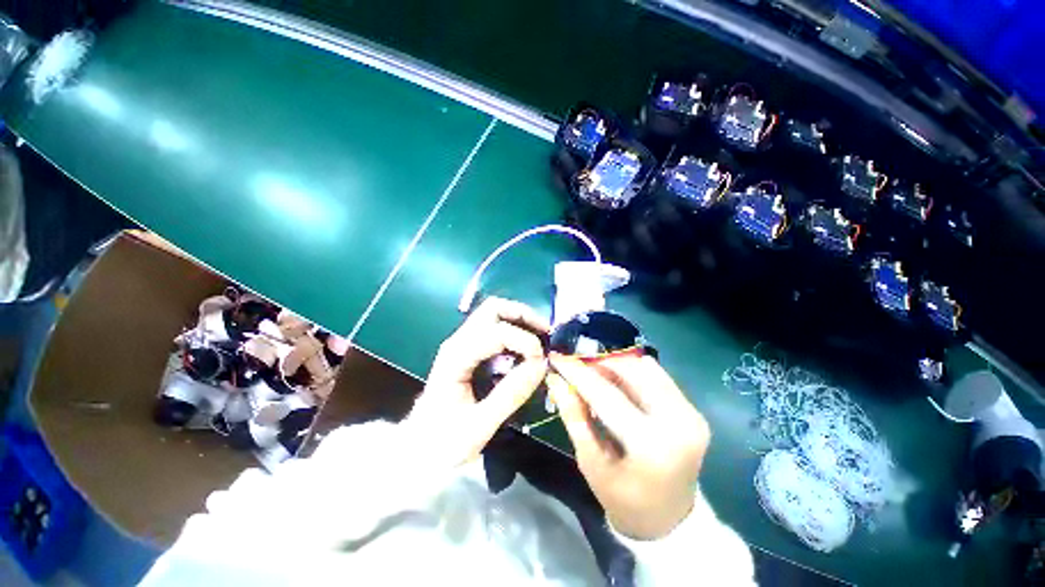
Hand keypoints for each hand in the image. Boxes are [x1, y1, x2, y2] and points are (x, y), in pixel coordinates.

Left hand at [409, 297, 549, 465]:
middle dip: (523, 315)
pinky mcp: (469, 351)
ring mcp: (462, 344)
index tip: (541, 358)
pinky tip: (526, 349)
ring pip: (494, 314)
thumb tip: (541, 365)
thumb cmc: (444, 441)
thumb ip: (511, 394)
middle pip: (492, 309)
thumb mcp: (480, 425)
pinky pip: (494, 329)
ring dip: (520, 320)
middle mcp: (458, 342)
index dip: (523, 339)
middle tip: (545, 333)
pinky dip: (515, 331)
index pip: (494, 332)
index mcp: (456, 357)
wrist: (419, 449)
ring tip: (540, 338)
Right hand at [548, 353, 709, 539]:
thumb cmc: (623, 499)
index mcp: (650, 445)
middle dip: (598, 363)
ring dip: (615, 365)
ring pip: (645, 368)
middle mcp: (678, 422)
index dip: (578, 372)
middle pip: (630, 372)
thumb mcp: (590, 461)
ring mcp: (691, 413)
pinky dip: (632, 372)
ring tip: (594, 373)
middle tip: (576, 365)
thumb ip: (573, 416)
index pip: (606, 394)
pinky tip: (616, 380)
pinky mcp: (693, 410)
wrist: (669, 520)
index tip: (556, 357)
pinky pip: (658, 376)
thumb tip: (556, 379)